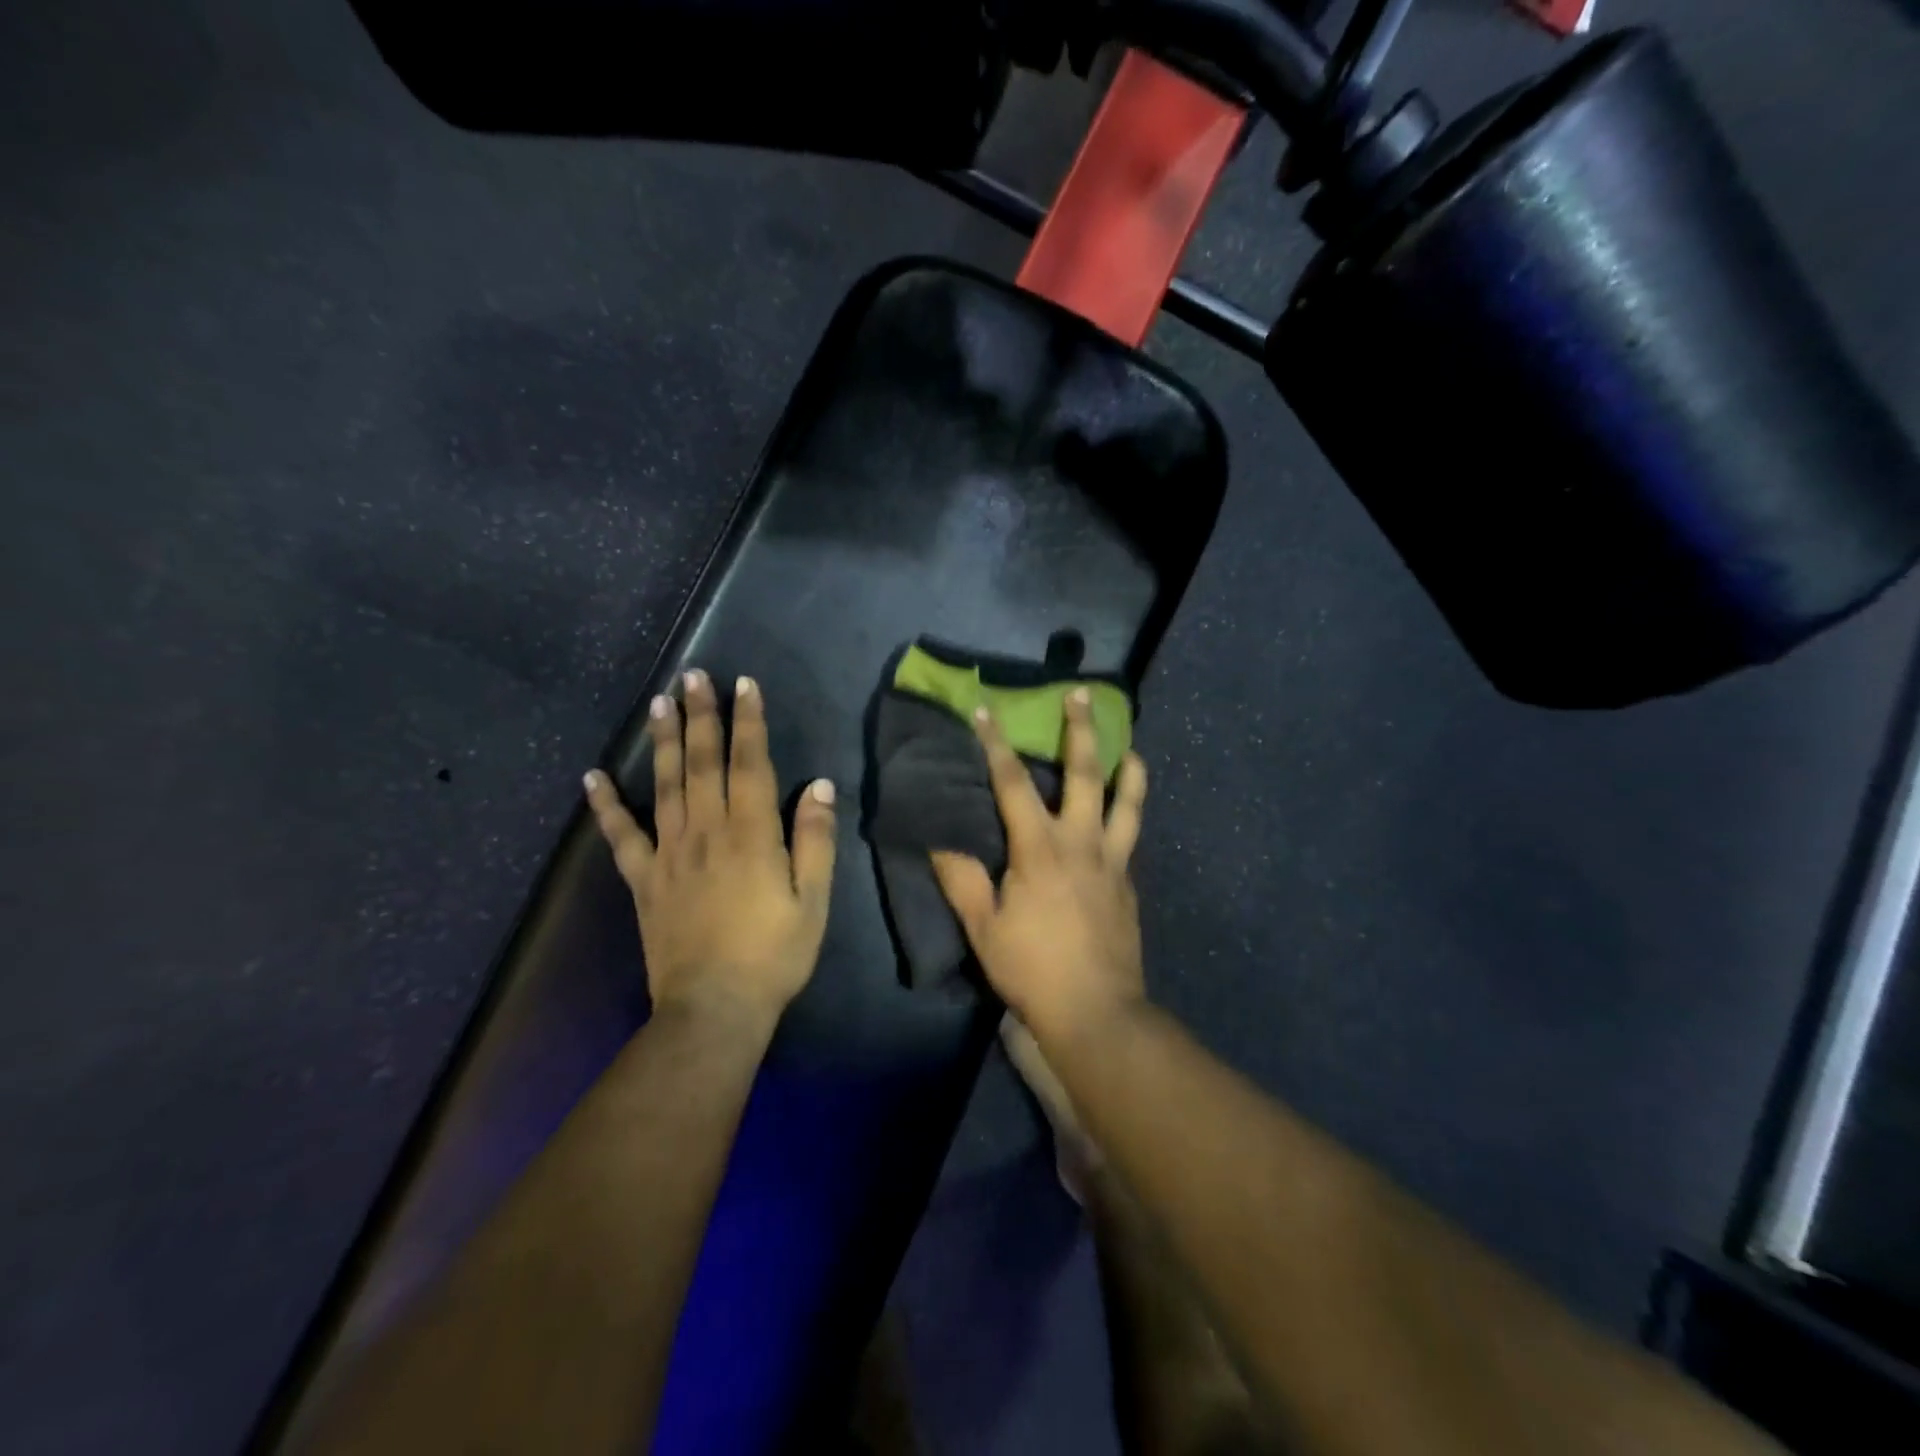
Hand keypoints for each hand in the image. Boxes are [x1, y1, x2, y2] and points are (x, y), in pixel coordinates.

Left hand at [585, 670, 836, 1027]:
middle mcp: (708, 831)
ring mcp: (669, 854)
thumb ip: (815, 840)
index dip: (748, 722)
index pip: (750, 764)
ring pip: (665, 785)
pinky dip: (606, 805)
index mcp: (752, 834)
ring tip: (659, 703)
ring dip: (662, 741)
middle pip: (702, 762)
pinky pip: (622, 836)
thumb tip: (820, 786)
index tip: (743, 684)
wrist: (714, 1008)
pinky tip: (593, 777)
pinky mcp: (644, 880)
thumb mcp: (813, 900)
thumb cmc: (774, 954)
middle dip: (701, 716)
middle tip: (694, 676)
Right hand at [931, 689, 1148, 1043]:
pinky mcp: (1129, 883)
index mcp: (1039, 848)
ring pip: (1127, 803)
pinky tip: (1124, 813)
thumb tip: (938, 841)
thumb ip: (961, 880)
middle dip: (1081, 730)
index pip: (1013, 783)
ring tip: (1131, 746)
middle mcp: (1081, 842)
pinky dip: (1129, 814)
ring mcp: (1112, 862)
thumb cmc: (1032, 968)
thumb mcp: (983, 927)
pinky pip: (1130, 837)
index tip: (986, 710)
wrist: (1096, 1011)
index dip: (996, 744)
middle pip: (1085, 775)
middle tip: (1083, 695)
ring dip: (1128, 769)